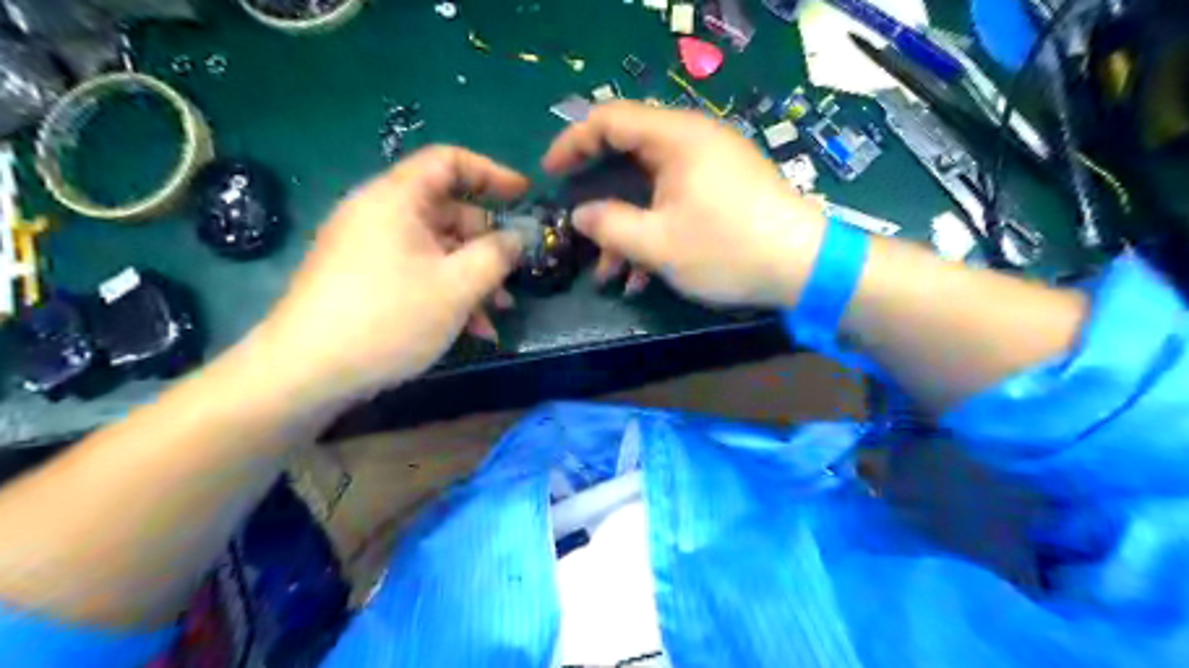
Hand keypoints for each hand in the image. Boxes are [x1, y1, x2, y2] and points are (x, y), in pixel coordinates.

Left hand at [250, 147, 527, 407]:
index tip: (524, 197)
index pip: (449, 161)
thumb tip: (518, 237)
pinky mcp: (364, 280)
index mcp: (397, 199)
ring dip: (473, 276)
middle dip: (487, 244)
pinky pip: (417, 272)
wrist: (307, 372)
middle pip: (447, 211)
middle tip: (514, 273)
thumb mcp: (458, 285)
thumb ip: (497, 254)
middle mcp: (380, 214)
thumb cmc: (390, 317)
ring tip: (497, 313)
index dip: (492, 173)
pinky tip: (471, 329)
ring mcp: (369, 249)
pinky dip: (447, 292)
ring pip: (436, 249)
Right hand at [541, 99, 827, 306]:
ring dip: (627, 228)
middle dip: (601, 197)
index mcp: (676, 138)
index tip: (550, 173)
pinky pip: (676, 201)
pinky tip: (644, 274)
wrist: (804, 267)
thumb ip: (611, 226)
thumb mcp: (659, 244)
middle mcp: (693, 141)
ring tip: (611, 273)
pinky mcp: (724, 190)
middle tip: (579, 226)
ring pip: (652, 188)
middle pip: (629, 155)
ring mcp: (712, 166)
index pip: (610, 119)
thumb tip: (581, 215)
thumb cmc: (728, 250)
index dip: (573, 142)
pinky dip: (655, 230)